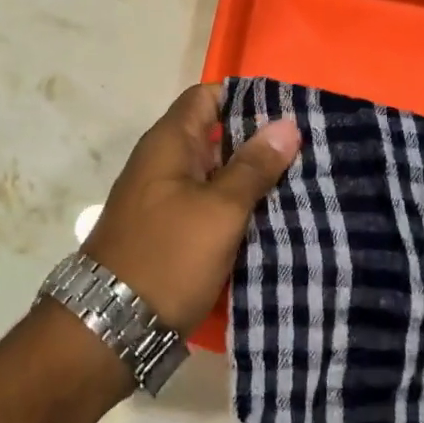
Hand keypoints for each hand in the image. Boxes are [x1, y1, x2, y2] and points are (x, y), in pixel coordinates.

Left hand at [84, 85, 300, 335]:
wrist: (112, 326)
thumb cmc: (167, 256)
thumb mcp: (219, 210)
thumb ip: (253, 166)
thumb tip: (286, 123)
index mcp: (169, 142)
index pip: (208, 96)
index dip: (247, 98)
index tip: (290, 111)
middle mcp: (164, 162)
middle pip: (215, 135)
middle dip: (259, 141)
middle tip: (311, 150)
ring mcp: (165, 198)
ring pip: (215, 174)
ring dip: (252, 179)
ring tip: (305, 182)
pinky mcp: (171, 231)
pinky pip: (209, 206)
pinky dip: (237, 209)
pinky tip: (276, 219)